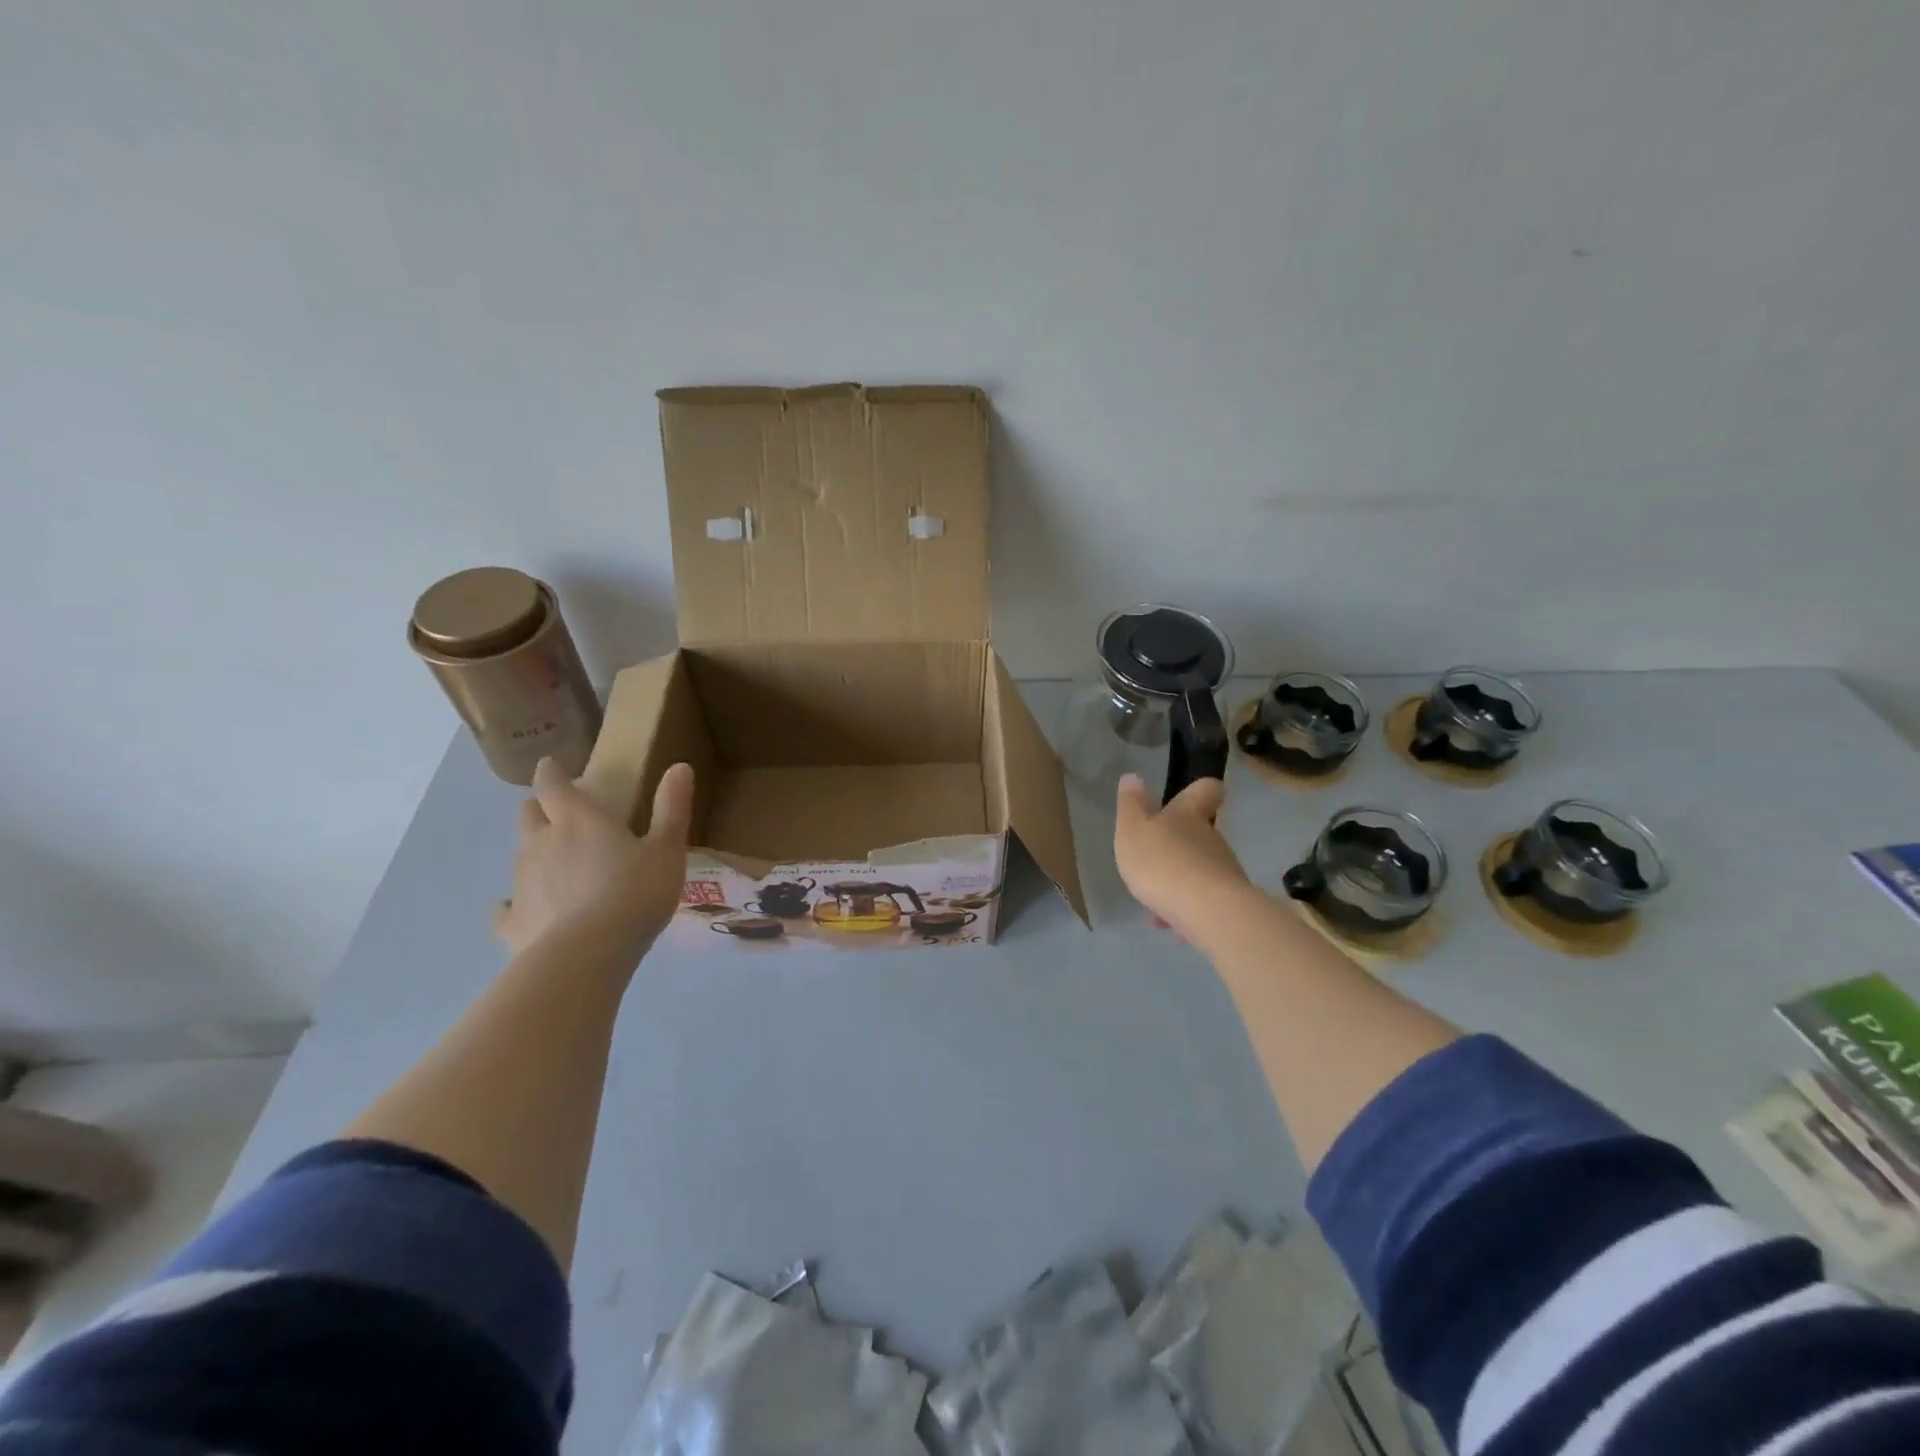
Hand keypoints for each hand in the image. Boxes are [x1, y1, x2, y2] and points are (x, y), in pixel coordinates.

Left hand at [493, 758, 694, 955]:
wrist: (587, 956)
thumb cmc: (634, 894)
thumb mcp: (667, 850)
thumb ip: (672, 808)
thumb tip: (679, 766)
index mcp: (577, 820)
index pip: (553, 784)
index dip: (550, 772)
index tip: (550, 765)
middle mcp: (540, 843)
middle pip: (528, 814)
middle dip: (539, 808)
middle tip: (559, 814)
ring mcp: (520, 884)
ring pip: (520, 857)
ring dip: (536, 854)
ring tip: (558, 867)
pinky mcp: (512, 923)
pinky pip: (506, 908)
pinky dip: (516, 904)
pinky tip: (527, 912)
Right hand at [1113, 774, 1255, 940]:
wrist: (1207, 912)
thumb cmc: (1163, 863)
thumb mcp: (1133, 830)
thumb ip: (1131, 805)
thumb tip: (1133, 777)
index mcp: (1187, 815)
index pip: (1205, 790)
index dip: (1200, 789)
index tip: (1194, 793)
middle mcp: (1211, 838)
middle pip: (1199, 833)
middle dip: (1178, 845)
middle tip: (1152, 860)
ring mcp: (1223, 871)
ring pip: (1199, 870)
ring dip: (1178, 881)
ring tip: (1154, 903)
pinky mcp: (1229, 902)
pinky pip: (1203, 901)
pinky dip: (1186, 910)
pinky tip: (1170, 926)